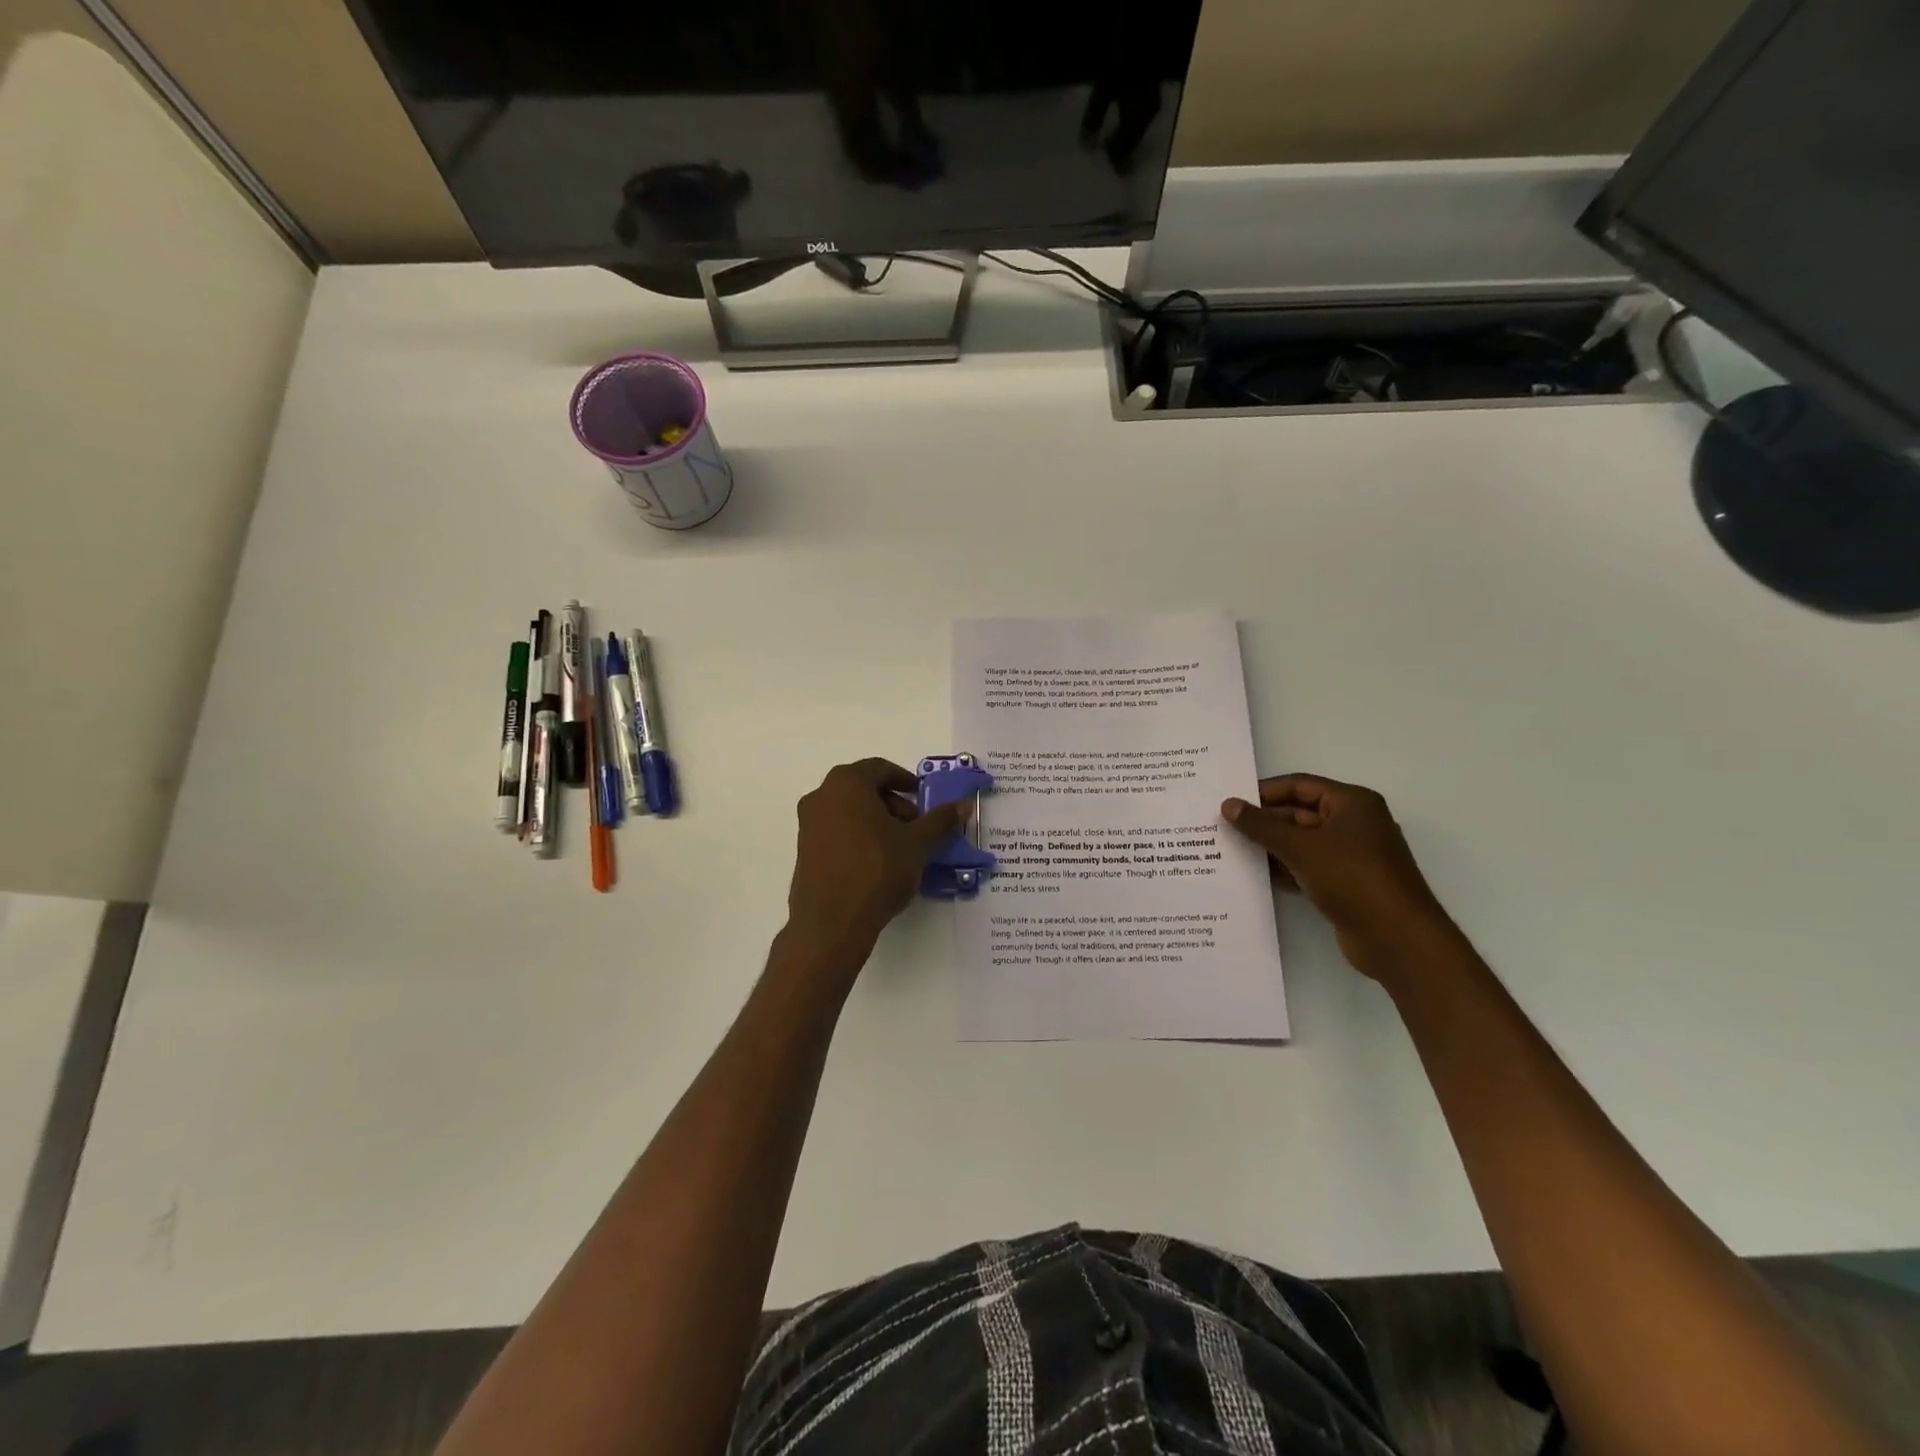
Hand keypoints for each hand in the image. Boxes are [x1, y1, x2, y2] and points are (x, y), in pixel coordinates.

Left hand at [783, 758, 968, 968]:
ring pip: (850, 811)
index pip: (880, 769)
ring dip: (878, 822)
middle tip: (917, 827)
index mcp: (847, 783)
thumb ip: (941, 820)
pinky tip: (878, 865)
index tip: (924, 799)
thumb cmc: (876, 871)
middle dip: (894, 804)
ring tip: (901, 849)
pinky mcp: (804, 851)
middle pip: (864, 789)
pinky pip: (837, 832)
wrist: (831, 923)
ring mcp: (808, 824)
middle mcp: (821, 796)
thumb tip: (963, 804)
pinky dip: (859, 838)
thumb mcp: (917, 844)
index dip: (906, 781)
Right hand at [1222, 775, 1459, 980]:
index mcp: (1352, 804)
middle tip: (1223, 828)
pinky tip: (1254, 875)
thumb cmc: (1353, 879)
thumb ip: (1261, 826)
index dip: (1264, 792)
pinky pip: (1307, 867)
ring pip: (1302, 842)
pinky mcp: (1346, 884)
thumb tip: (1228, 805)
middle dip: (1264, 822)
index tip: (1230, 802)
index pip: (1300, 785)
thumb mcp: (1301, 848)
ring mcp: (1351, 856)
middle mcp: (1354, 824)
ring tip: (1230, 850)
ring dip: (1270, 847)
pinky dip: (1284, 869)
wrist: (1397, 940)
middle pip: (1299, 813)